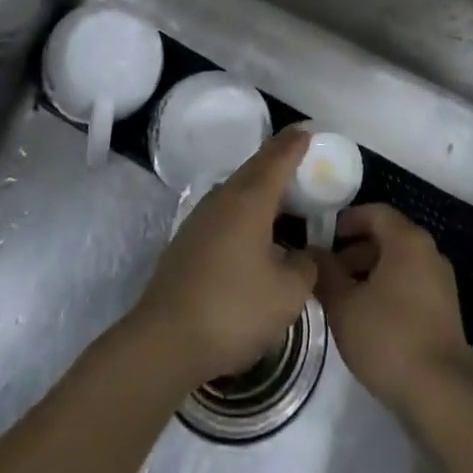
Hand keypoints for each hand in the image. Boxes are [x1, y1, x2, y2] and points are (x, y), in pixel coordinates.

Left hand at [129, 127, 317, 386]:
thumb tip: (307, 252)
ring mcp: (201, 217)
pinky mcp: (188, 239)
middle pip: (256, 167)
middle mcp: (224, 197)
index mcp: (250, 199)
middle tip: (301, 155)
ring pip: (238, 188)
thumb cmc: (232, 310)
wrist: (164, 341)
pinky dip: (246, 207)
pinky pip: (226, 209)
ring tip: (282, 193)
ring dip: (261, 184)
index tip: (309, 131)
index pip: (278, 158)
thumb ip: (306, 266)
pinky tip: (254, 229)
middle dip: (279, 158)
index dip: (296, 143)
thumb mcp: (287, 294)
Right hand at [313, 204, 469, 416]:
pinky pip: (411, 286)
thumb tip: (312, 252)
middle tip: (329, 273)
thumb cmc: (388, 338)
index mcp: (407, 240)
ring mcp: (441, 282)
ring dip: (370, 274)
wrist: (441, 394)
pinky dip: (388, 291)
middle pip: (387, 237)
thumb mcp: (344, 305)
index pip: (375, 212)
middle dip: (355, 251)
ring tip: (344, 299)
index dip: (347, 220)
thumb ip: (325, 273)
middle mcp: (429, 252)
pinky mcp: (446, 311)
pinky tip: (369, 319)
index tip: (323, 237)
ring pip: (399, 264)